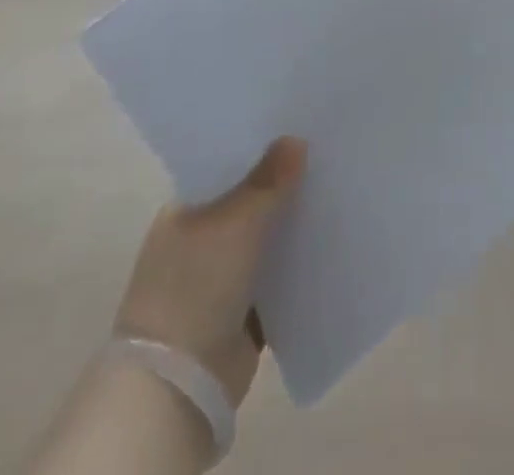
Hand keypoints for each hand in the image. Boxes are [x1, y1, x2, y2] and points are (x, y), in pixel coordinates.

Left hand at [115, 137, 306, 406]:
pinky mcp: (240, 314)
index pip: (226, 166)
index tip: (296, 127)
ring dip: (292, 226)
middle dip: (282, 185)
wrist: (177, 385)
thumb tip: (295, 139)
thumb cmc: (197, 285)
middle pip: (249, 201)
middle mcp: (199, 239)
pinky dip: (296, 266)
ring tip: (335, 193)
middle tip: (325, 155)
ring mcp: (218, 278)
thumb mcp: (236, 222)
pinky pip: (275, 279)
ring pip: (265, 240)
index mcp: (185, 209)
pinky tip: (329, 245)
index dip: (259, 148)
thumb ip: (269, 180)